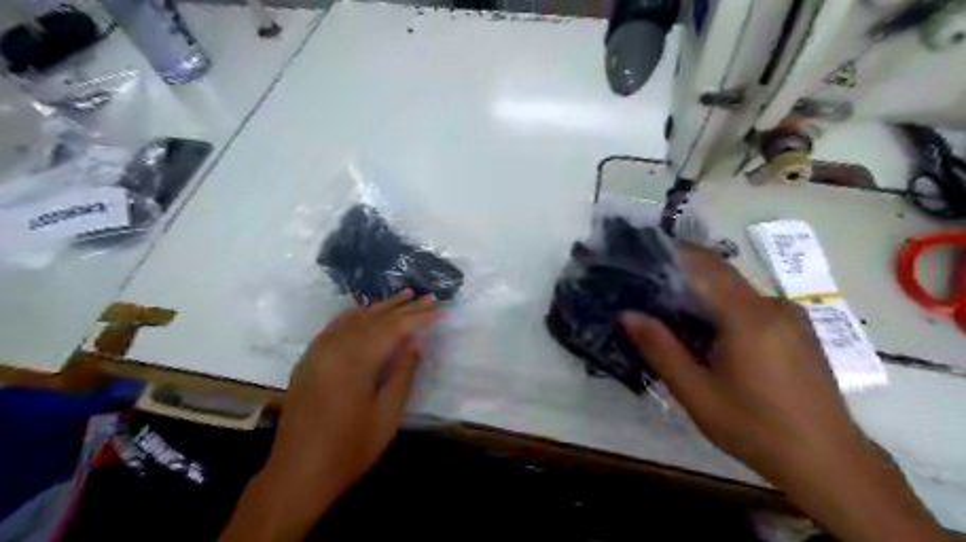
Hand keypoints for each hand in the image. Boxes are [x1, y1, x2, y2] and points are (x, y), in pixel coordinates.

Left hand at [220, 291, 436, 541]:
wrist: (297, 474)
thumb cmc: (349, 449)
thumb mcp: (387, 414)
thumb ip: (403, 374)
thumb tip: (416, 343)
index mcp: (355, 361)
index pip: (394, 329)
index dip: (418, 318)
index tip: (439, 309)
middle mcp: (334, 348)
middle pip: (375, 319)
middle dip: (404, 308)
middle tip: (427, 297)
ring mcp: (317, 352)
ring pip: (355, 319)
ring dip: (381, 307)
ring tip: (404, 295)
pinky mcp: (309, 360)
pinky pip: (335, 327)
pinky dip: (355, 315)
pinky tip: (365, 311)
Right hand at [613, 246, 948, 540]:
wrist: (829, 463)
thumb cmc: (755, 428)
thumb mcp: (696, 393)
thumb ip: (661, 349)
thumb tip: (627, 315)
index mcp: (748, 316)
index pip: (707, 265)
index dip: (674, 252)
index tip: (643, 253)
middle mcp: (773, 306)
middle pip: (720, 275)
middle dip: (683, 275)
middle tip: (648, 290)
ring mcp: (791, 317)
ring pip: (735, 291)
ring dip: (703, 295)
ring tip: (672, 316)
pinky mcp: (798, 330)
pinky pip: (752, 306)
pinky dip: (724, 309)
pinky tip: (709, 336)